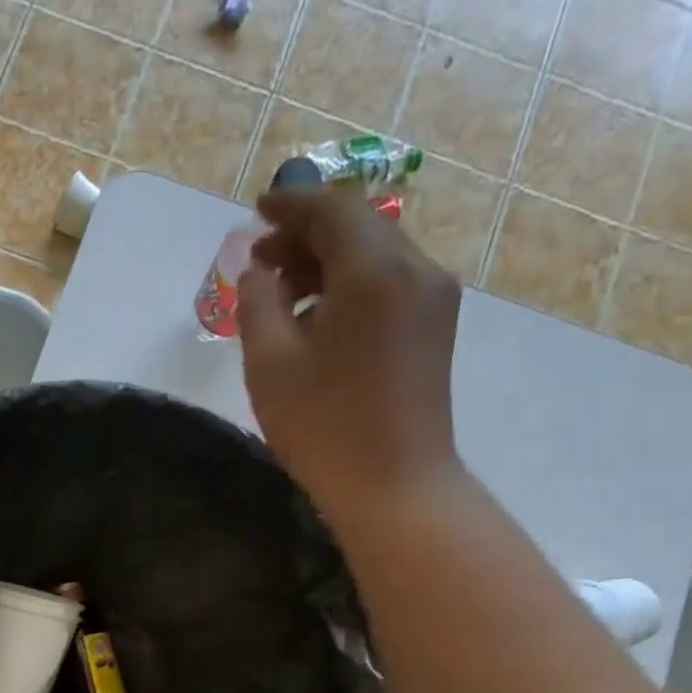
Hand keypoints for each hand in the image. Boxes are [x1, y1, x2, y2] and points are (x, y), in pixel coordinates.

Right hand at [236, 187, 463, 522]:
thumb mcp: (270, 364)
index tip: (256, 209)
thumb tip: (260, 273)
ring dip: (328, 263)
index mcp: (375, 271)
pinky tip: (319, 319)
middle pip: (358, 227)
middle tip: (260, 262)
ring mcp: (433, 299)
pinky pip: (389, 285)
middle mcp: (416, 270)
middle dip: (306, 236)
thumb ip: (258, 304)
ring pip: (375, 256)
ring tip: (282, 295)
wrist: (395, 486)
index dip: (291, 205)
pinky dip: (350, 286)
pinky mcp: (435, 329)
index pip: (332, 210)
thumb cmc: (324, 427)